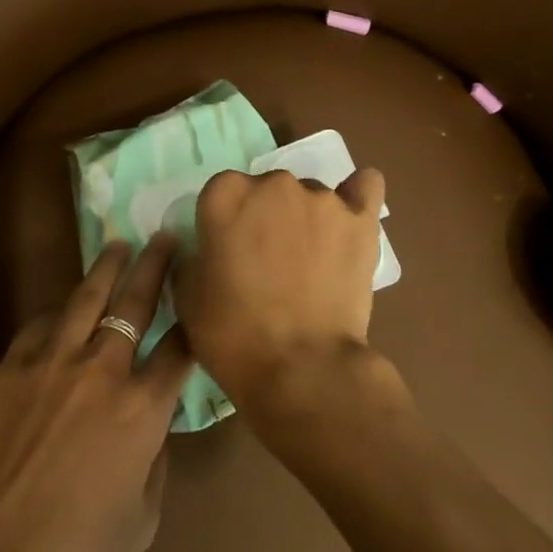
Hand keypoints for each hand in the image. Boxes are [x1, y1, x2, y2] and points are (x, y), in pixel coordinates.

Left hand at [0, 238, 190, 551]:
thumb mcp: (142, 523)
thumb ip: (155, 464)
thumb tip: (152, 429)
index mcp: (143, 409)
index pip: (179, 349)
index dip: (193, 321)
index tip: (198, 298)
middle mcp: (104, 370)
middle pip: (136, 303)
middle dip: (155, 266)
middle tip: (164, 237)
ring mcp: (54, 360)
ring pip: (87, 297)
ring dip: (107, 267)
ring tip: (119, 245)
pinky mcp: (14, 364)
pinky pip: (43, 322)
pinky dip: (60, 309)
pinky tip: (66, 304)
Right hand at [172, 166, 389, 417]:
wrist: (301, 368)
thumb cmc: (233, 333)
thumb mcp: (187, 295)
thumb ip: (193, 256)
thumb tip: (206, 248)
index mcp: (225, 194)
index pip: (220, 193)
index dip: (222, 224)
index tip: (227, 253)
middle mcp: (273, 183)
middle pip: (266, 189)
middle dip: (265, 217)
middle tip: (266, 262)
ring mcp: (321, 199)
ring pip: (309, 196)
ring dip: (305, 218)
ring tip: (310, 262)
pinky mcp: (361, 220)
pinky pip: (365, 187)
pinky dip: (357, 195)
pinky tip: (351, 216)